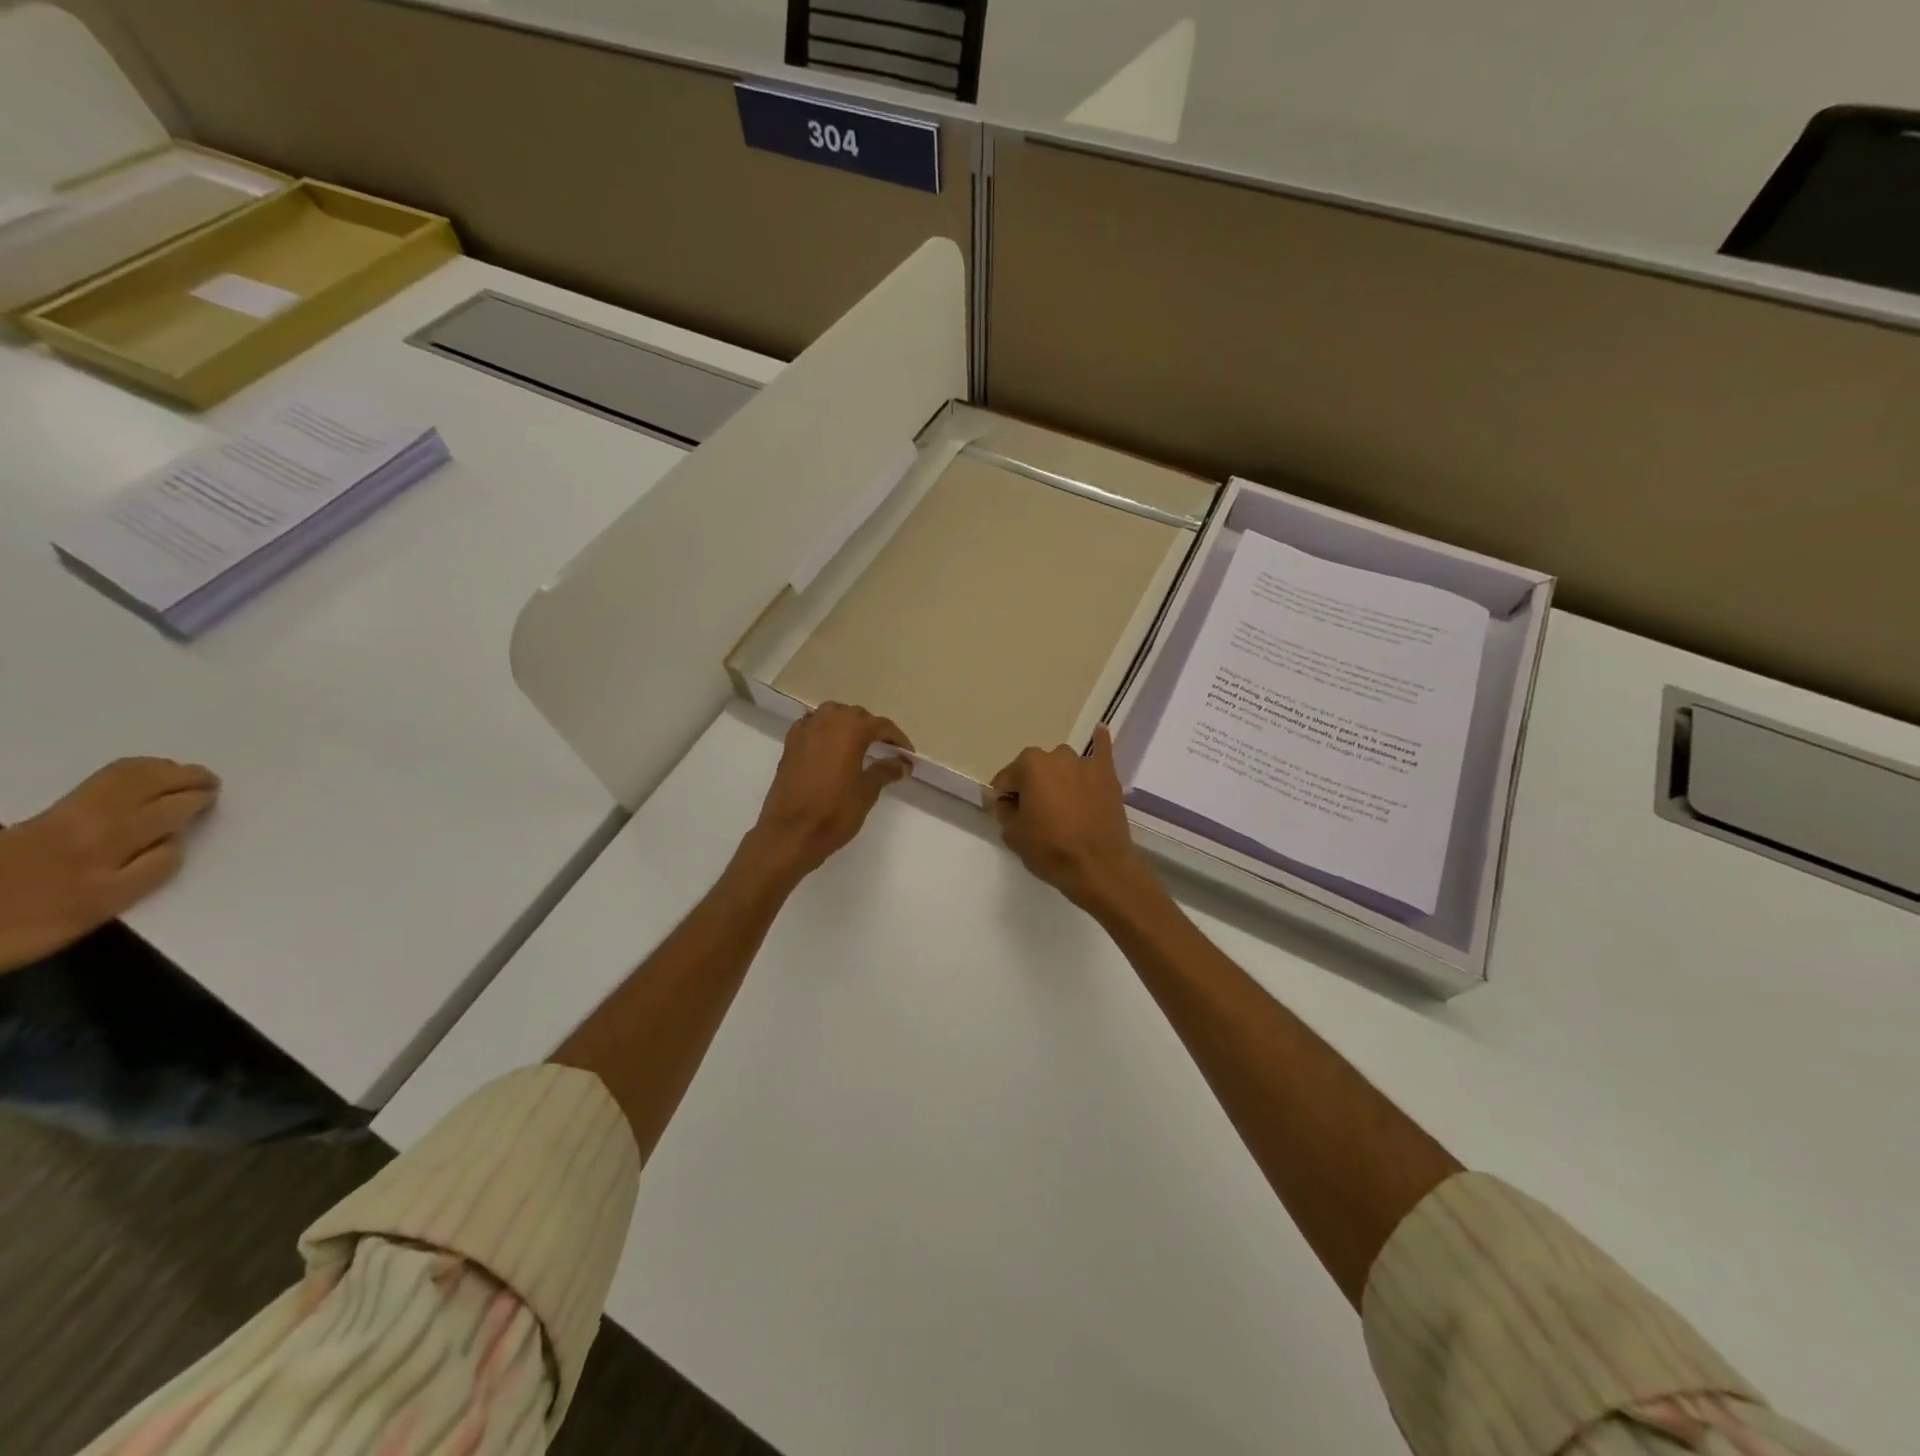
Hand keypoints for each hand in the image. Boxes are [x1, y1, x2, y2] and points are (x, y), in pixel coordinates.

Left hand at [0, 758, 220, 972]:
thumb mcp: (101, 907)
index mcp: (110, 848)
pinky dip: (131, 770)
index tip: (212, 801)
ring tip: (180, 773)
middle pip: (150, 787)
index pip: (171, 813)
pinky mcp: (44, 811)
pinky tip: (141, 775)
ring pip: (124, 777)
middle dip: (186, 779)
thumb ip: (146, 872)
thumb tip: (172, 840)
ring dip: (160, 769)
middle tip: (210, 782)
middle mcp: (93, 822)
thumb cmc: (33, 924)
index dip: (196, 803)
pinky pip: (102, 780)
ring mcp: (66, 813)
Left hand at [746, 704, 912, 882]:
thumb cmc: (833, 813)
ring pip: (831, 715)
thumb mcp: (866, 792)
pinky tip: (828, 745)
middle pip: (856, 715)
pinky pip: (811, 725)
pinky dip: (824, 729)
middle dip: (872, 728)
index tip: (907, 754)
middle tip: (886, 749)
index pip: (881, 725)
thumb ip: (885, 771)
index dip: (897, 739)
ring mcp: (805, 731)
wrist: (790, 833)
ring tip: (858, 744)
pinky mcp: (789, 745)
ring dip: (847, 724)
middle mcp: (827, 722)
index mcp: (850, 730)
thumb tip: (902, 763)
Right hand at [991, 726, 1155, 915]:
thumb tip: (1007, 802)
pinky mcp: (1108, 774)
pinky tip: (1099, 732)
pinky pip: (1102, 751)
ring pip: (1062, 766)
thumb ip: (1004, 811)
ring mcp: (1085, 762)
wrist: (1099, 867)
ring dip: (1058, 779)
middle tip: (1036, 815)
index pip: (1006, 779)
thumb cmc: (1051, 850)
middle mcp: (1057, 755)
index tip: (1009, 815)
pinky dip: (1099, 742)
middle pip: (1035, 770)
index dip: (1004, 798)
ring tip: (1063, 805)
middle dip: (1032, 787)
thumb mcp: (1013, 834)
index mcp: (1029, 765)